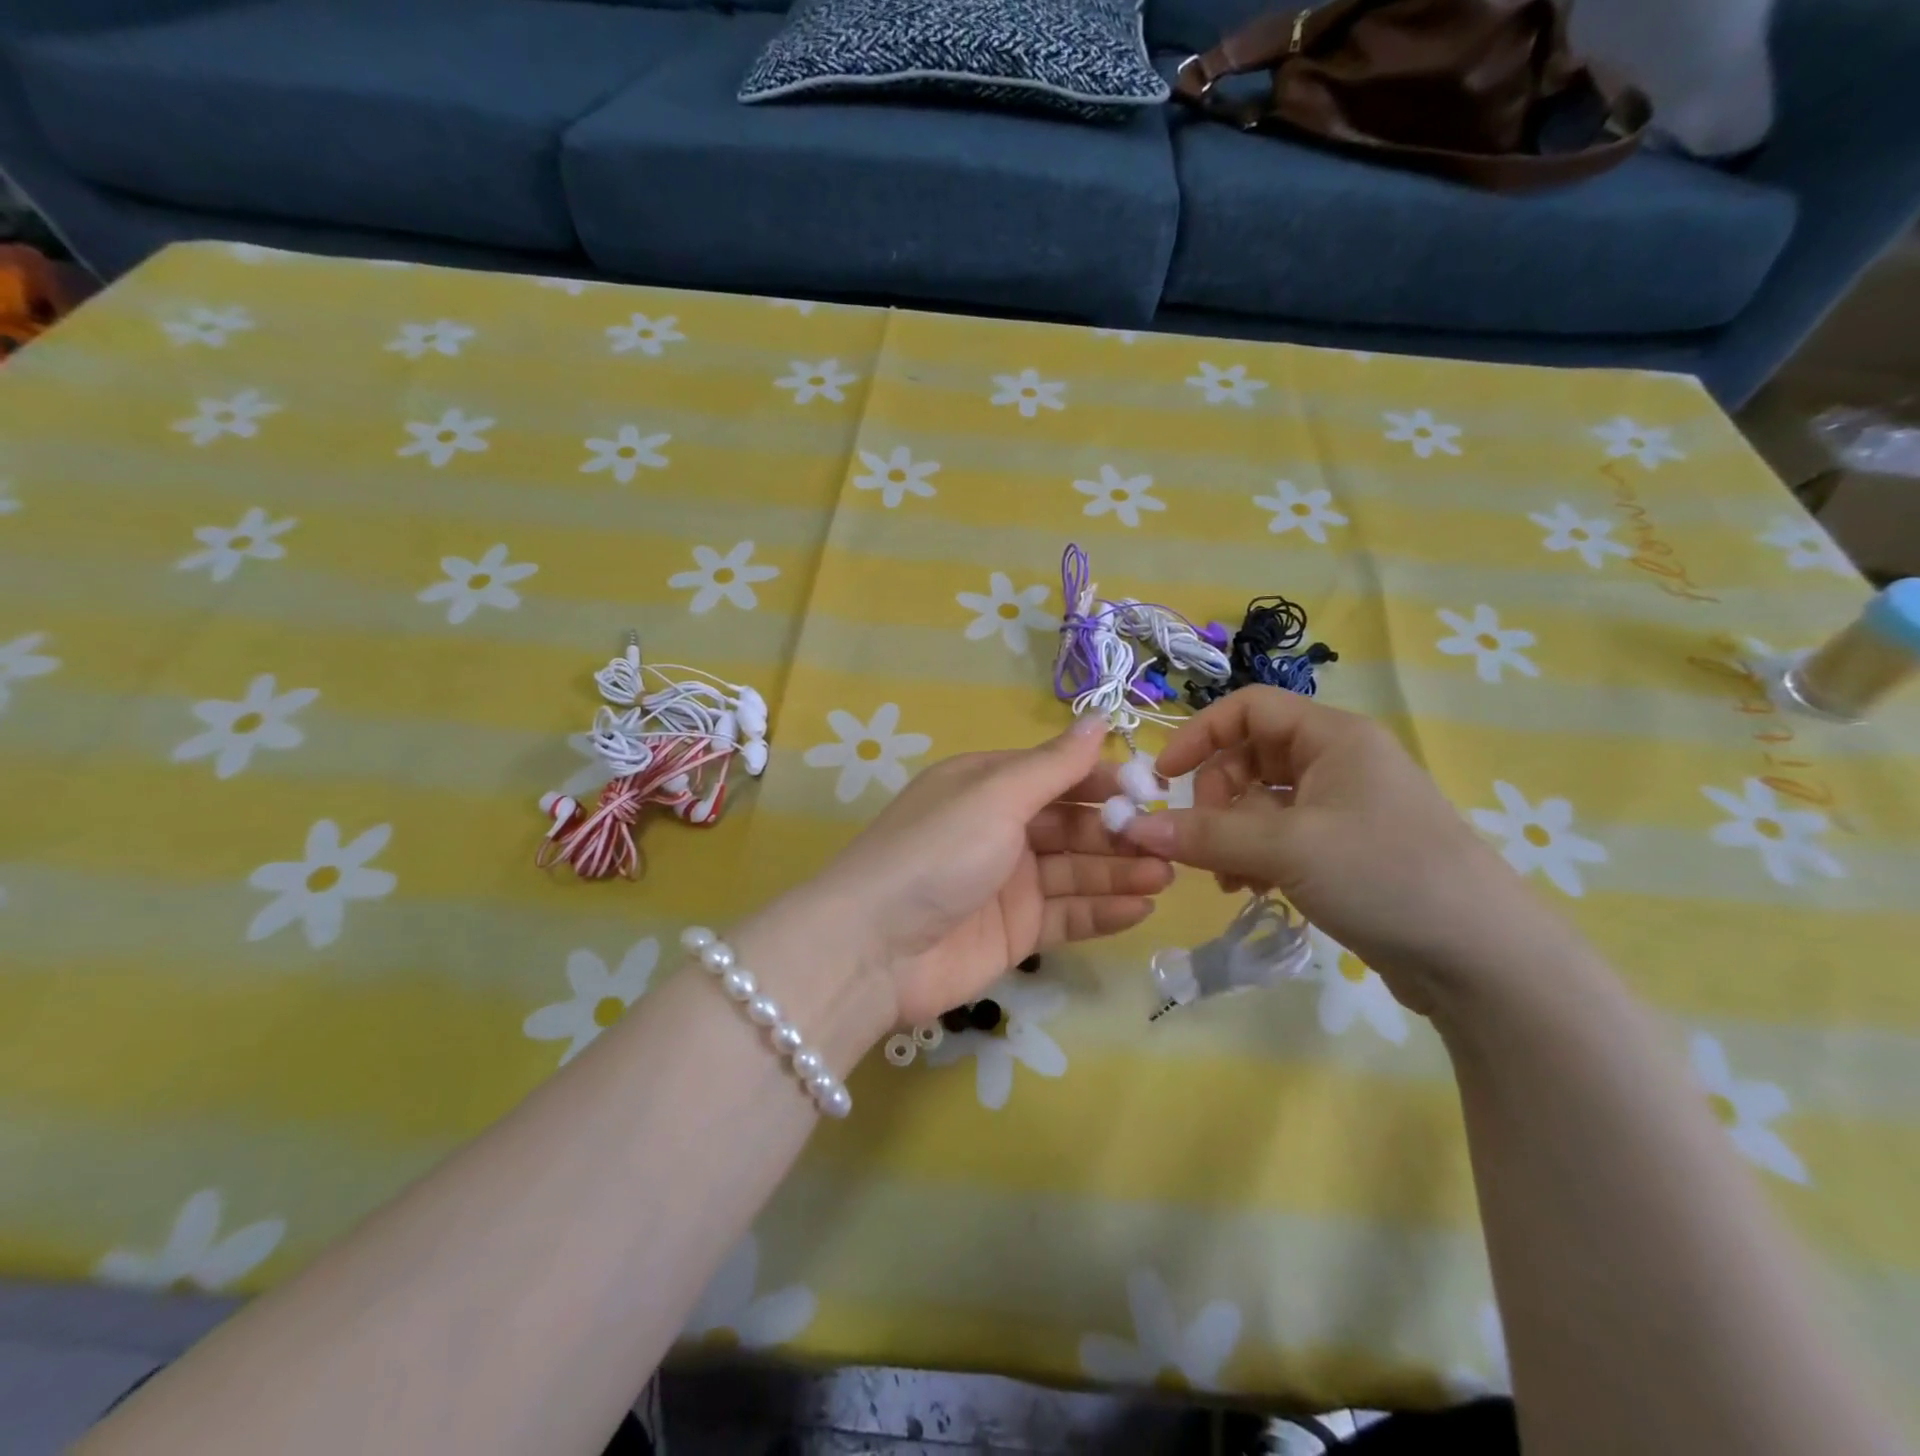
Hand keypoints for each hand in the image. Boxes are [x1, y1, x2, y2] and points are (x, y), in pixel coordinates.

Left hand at [811, 716, 1172, 1026]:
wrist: (874, 949)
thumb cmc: (937, 853)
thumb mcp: (995, 796)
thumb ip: (1053, 764)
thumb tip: (1100, 717)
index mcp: (987, 786)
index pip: (1057, 774)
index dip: (1103, 779)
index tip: (1152, 789)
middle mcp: (999, 829)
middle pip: (1071, 824)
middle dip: (1118, 831)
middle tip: (1169, 842)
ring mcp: (1007, 883)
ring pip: (1075, 870)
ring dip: (1120, 871)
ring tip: (1167, 875)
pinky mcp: (1014, 932)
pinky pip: (1067, 915)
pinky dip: (1102, 911)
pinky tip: (1141, 908)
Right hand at [1120, 688, 1558, 1013]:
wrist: (1482, 959)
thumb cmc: (1385, 875)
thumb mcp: (1287, 848)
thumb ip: (1205, 834)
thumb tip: (1132, 827)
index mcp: (1333, 736)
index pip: (1247, 708)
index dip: (1199, 735)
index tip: (1163, 778)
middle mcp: (1337, 762)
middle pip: (1248, 758)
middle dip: (1216, 799)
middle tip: (1205, 843)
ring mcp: (1342, 807)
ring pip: (1260, 802)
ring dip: (1231, 835)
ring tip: (1230, 878)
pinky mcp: (1344, 849)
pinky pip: (1279, 836)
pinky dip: (1255, 857)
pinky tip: (1254, 889)